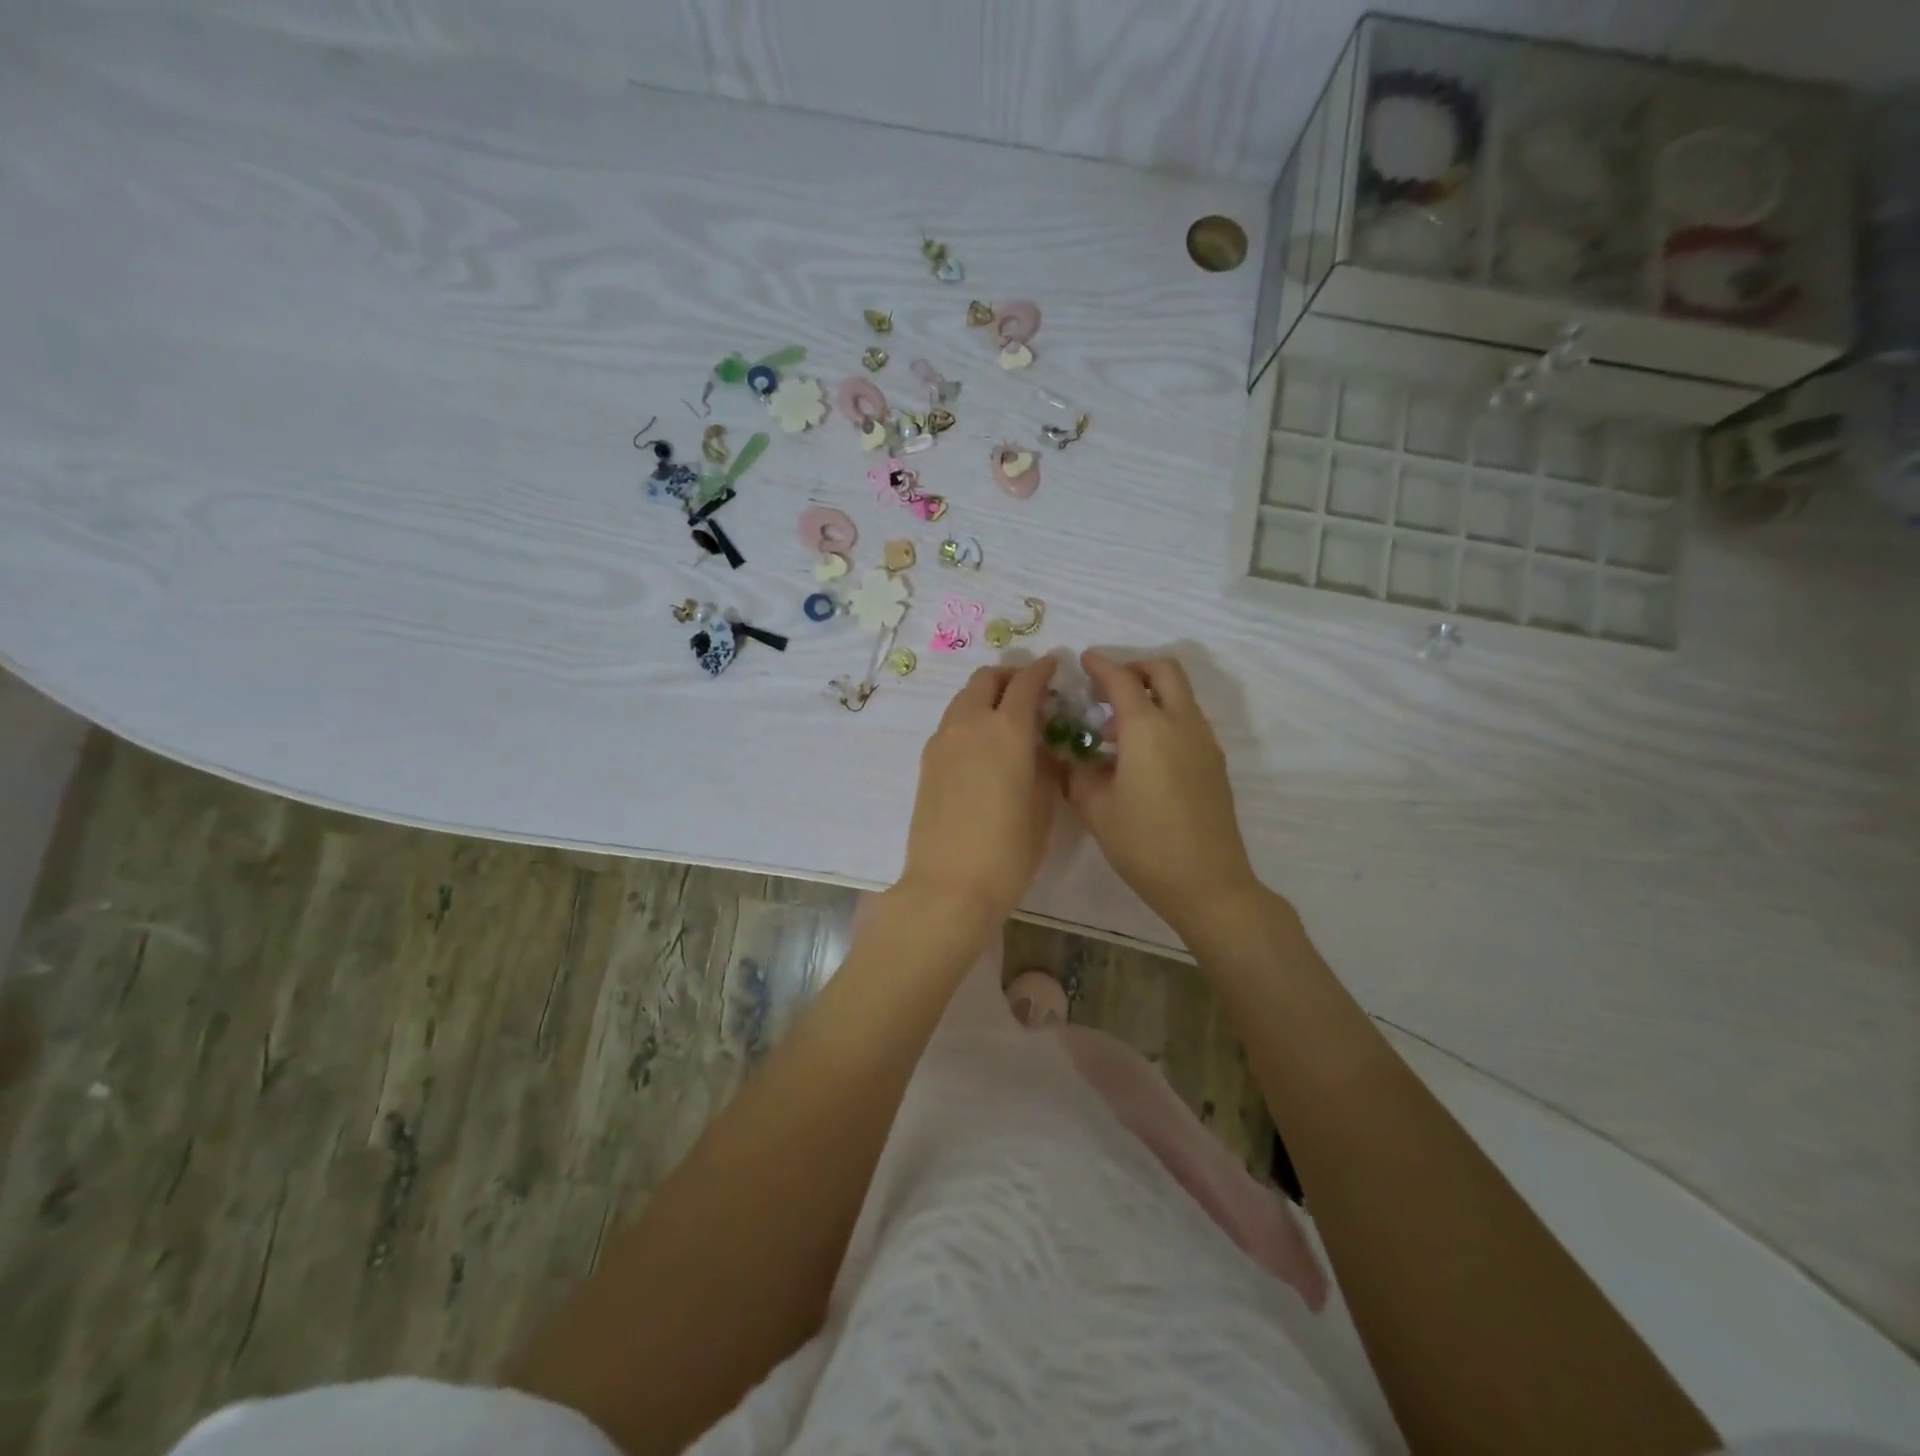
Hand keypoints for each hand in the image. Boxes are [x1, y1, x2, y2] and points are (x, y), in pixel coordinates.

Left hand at [898, 657, 1059, 926]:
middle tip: (1028, 690)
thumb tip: (1040, 745)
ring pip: (964, 698)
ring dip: (986, 696)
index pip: (1026, 682)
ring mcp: (942, 741)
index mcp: (1007, 730)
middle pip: (986, 679)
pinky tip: (982, 745)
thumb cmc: (1009, 851)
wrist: (949, 885)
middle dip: (1009, 676)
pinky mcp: (927, 761)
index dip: (1042, 669)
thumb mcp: (1042, 806)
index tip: (1054, 665)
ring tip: (1005, 717)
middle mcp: (970, 724)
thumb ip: (1044, 765)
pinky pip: (951, 723)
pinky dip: (969, 718)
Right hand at [1063, 651, 1262, 935]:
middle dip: (1134, 668)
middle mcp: (1181, 724)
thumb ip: (1077, 774)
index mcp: (1148, 729)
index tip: (1083, 660)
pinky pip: (1187, 721)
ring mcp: (1204, 742)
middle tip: (1106, 688)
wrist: (1208, 883)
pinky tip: (1140, 755)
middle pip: (1164, 671)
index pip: (1122, 680)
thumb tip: (1070, 757)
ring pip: (1180, 695)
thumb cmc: (1144, 844)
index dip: (1100, 665)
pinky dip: (1163, 718)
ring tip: (1115, 729)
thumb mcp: (1096, 809)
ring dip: (1150, 695)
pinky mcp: (1214, 763)